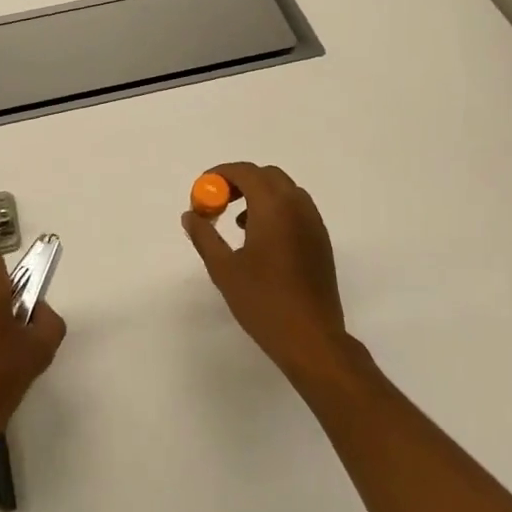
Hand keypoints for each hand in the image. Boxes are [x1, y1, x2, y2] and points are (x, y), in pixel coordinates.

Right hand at [182, 162, 352, 381]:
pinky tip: (261, 240)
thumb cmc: (263, 302)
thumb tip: (191, 215)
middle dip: (240, 181)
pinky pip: (296, 209)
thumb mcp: (223, 269)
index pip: (246, 172)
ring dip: (259, 195)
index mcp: (274, 207)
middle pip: (267, 176)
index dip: (221, 175)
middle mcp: (297, 207)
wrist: (312, 338)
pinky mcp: (321, 241)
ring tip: (237, 223)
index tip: (202, 190)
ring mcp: (314, 223)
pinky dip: (276, 209)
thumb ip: (204, 236)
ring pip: (285, 191)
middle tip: (218, 202)